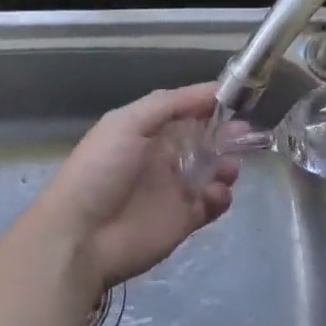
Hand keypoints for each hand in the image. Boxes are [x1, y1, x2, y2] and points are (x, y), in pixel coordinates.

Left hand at [28, 83, 238, 297]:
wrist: (80, 235)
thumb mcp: (127, 123)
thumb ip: (169, 104)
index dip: (209, 103)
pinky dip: (220, 196)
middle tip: (245, 134)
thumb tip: (211, 90)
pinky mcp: (183, 220)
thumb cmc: (101, 170)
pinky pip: (212, 203)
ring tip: (230, 168)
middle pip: (204, 139)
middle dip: (226, 134)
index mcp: (146, 130)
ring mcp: (173, 189)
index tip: (238, 97)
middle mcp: (161, 156)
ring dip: (226, 164)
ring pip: (212, 170)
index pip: (185, 110)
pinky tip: (214, 194)